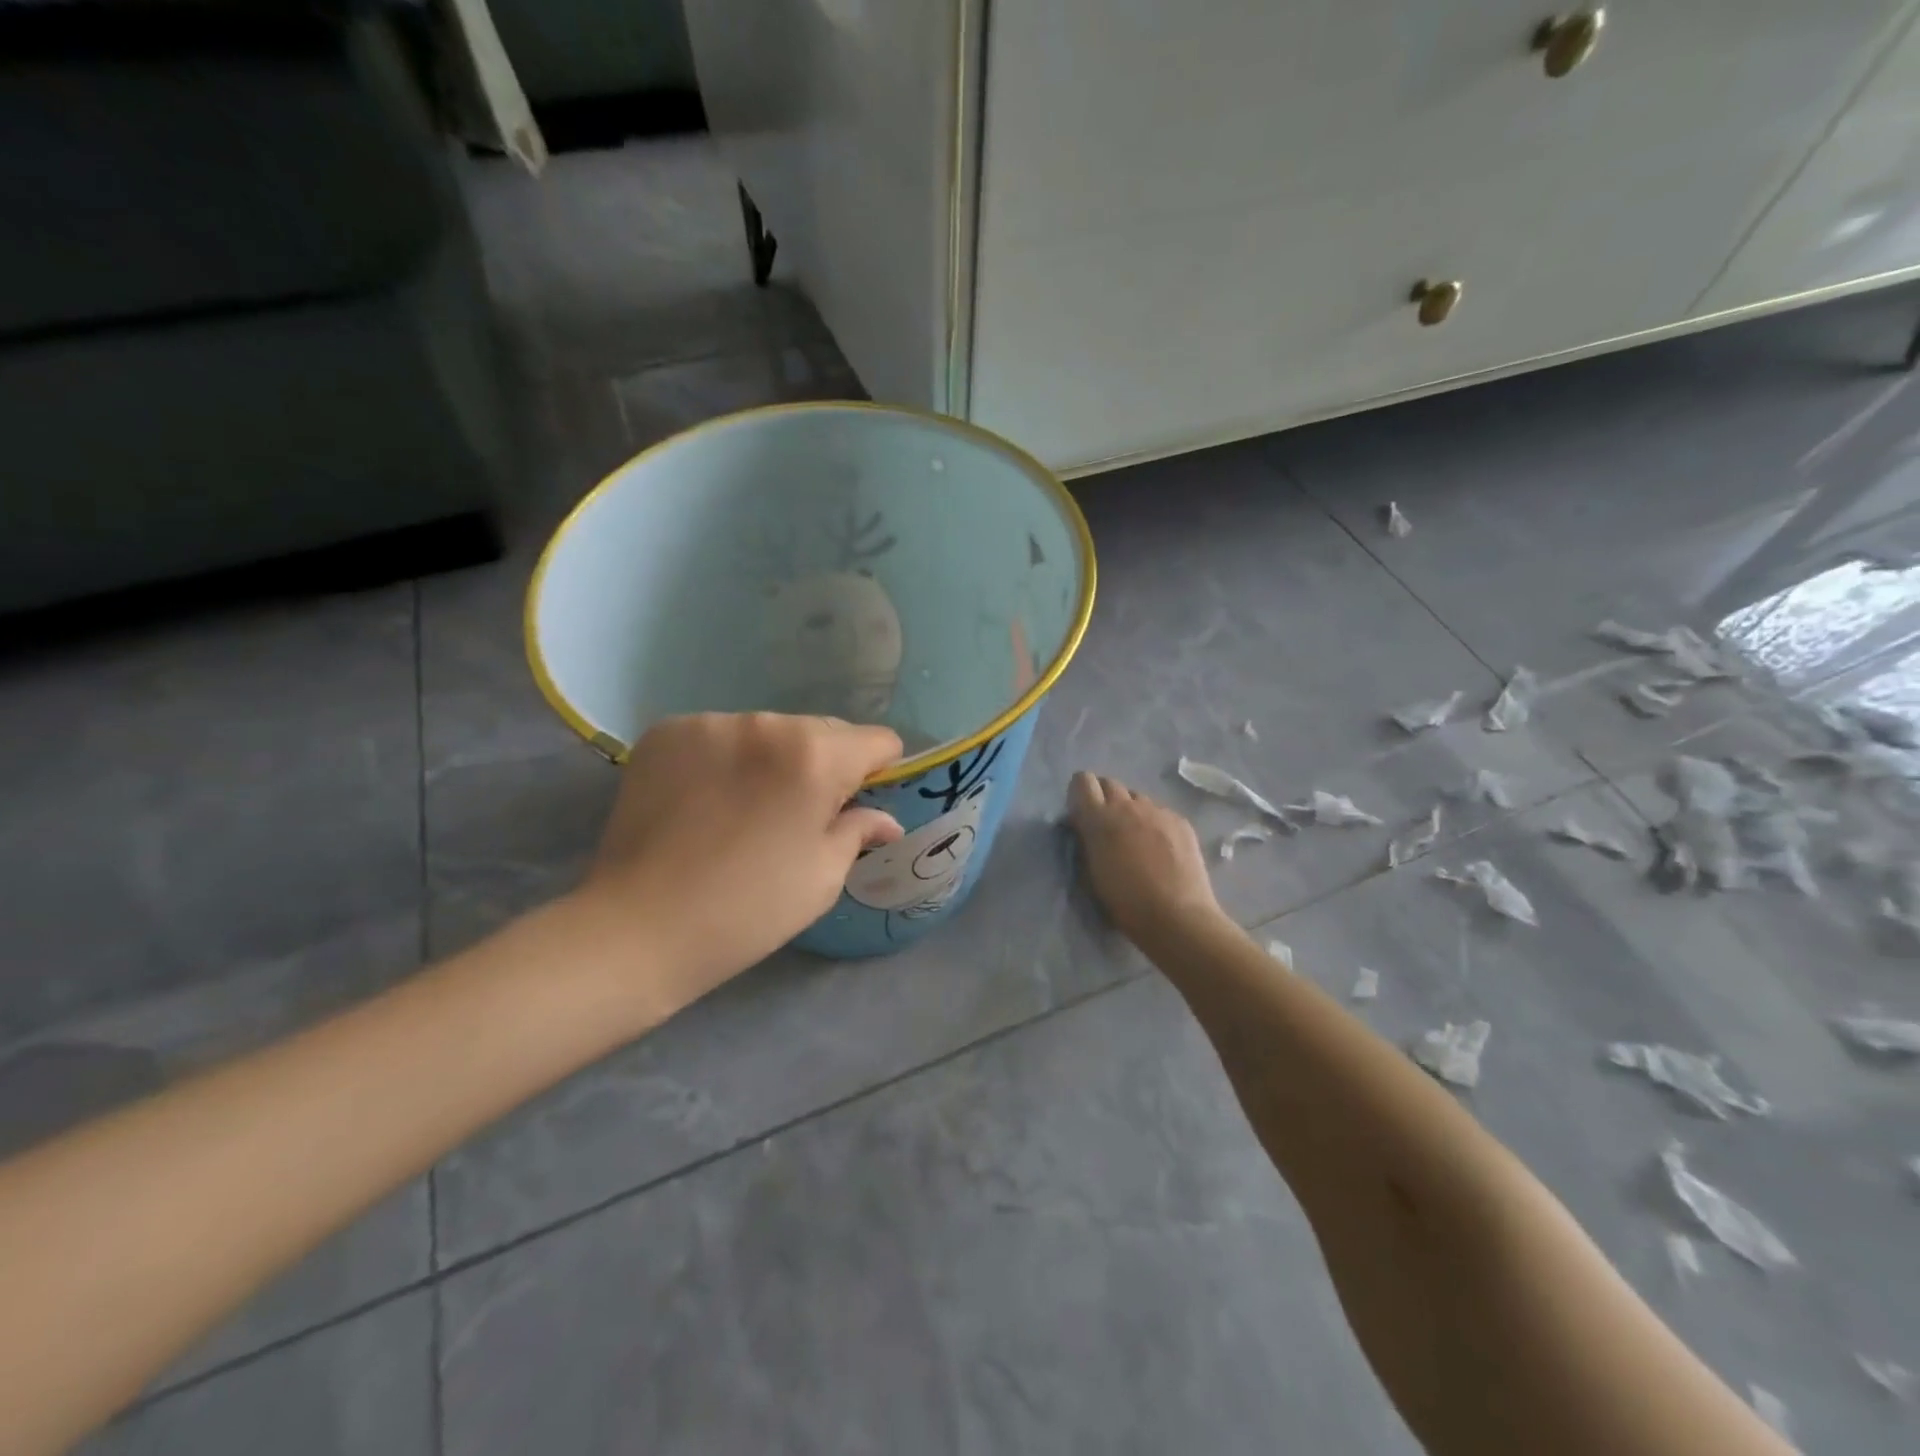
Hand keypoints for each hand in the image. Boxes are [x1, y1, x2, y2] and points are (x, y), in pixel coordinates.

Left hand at [576, 714, 903, 1009]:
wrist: (638, 928)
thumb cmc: (749, 909)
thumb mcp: (822, 876)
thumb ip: (858, 830)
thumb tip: (885, 818)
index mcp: (815, 756)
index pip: (877, 740)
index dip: (879, 771)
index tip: (859, 803)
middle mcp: (766, 723)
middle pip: (822, 731)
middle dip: (825, 764)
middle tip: (801, 815)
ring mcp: (710, 723)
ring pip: (768, 731)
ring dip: (773, 760)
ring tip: (748, 809)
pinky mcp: (666, 732)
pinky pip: (720, 736)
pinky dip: (726, 759)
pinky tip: (708, 800)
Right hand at [1067, 772, 1223, 944]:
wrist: (1177, 917)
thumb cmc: (1125, 903)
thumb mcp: (1091, 872)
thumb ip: (1086, 841)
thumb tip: (1085, 826)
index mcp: (1099, 818)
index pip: (1082, 781)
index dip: (1080, 793)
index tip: (1082, 813)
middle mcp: (1128, 806)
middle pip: (1110, 783)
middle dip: (1104, 798)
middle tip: (1108, 826)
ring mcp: (1157, 811)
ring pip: (1137, 798)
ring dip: (1131, 811)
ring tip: (1137, 839)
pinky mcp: (1180, 821)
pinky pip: (1160, 812)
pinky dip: (1155, 823)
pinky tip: (1161, 849)